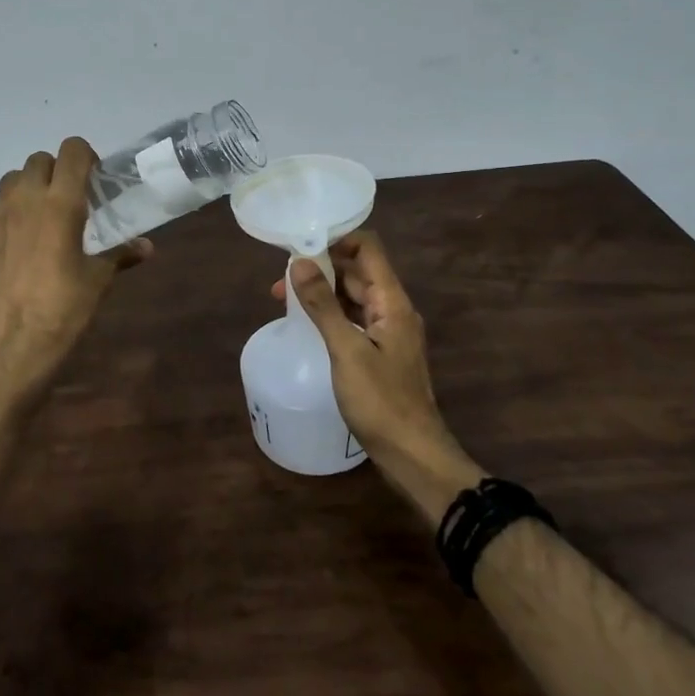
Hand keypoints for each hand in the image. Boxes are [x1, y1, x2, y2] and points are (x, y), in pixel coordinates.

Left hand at [0, 137, 150, 403]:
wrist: (8, 345)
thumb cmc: (61, 311)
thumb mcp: (97, 281)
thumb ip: (120, 254)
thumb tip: (147, 247)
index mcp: (61, 203)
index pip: (72, 151)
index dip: (86, 156)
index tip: (94, 178)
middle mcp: (26, 198)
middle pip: (40, 159)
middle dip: (57, 171)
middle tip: (71, 198)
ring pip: (12, 177)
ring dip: (29, 185)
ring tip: (42, 213)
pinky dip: (5, 207)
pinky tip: (14, 231)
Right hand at [274, 232, 483, 525]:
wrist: (412, 454)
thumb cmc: (381, 402)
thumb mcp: (346, 350)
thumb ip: (323, 305)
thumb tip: (300, 262)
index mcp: (393, 302)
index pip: (368, 249)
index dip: (336, 240)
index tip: (301, 246)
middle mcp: (394, 310)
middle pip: (359, 272)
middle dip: (322, 268)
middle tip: (282, 279)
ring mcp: (389, 332)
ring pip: (355, 296)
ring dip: (324, 291)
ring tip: (285, 299)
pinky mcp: (381, 352)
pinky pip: (354, 319)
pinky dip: (331, 313)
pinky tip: (308, 323)